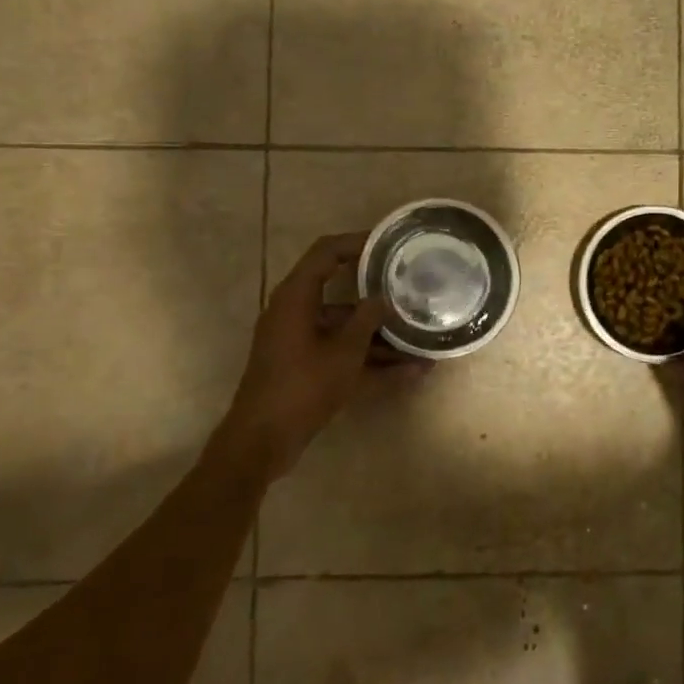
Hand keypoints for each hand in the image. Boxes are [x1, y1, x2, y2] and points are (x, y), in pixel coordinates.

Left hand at [220, 233, 419, 478]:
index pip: (326, 253)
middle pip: (341, 293)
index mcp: (297, 297)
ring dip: (381, 336)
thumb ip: (367, 320)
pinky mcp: (306, 368)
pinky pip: (343, 355)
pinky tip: (410, 373)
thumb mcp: (344, 351)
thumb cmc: (302, 386)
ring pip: (346, 329)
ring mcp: (301, 342)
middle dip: (378, 296)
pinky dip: (371, 362)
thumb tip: (383, 299)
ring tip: (422, 340)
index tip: (390, 244)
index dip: (357, 243)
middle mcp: (296, 313)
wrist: (262, 440)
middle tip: (412, 290)